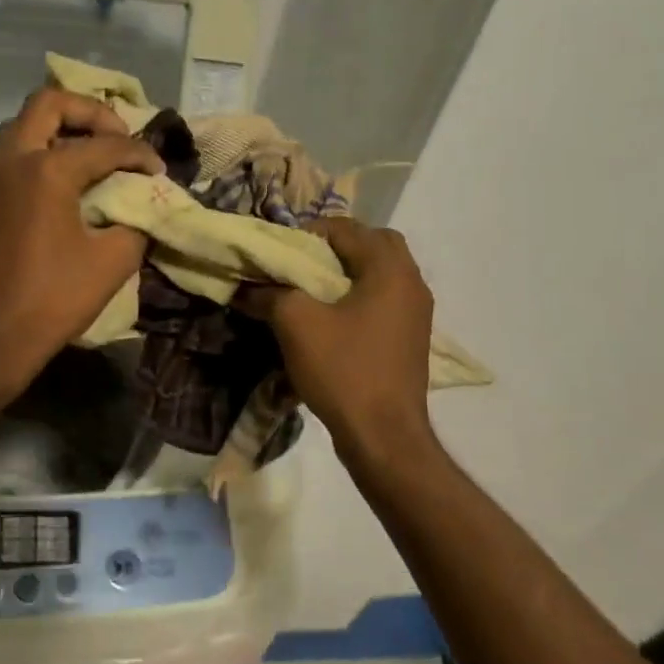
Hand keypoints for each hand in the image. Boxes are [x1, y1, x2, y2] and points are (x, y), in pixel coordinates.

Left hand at [0, 88, 162, 397]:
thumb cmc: (52, 299)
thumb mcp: (112, 261)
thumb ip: (136, 224)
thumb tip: (143, 209)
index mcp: (47, 169)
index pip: (105, 144)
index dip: (139, 154)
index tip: (160, 172)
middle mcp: (14, 159)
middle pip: (49, 104)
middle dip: (90, 112)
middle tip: (118, 137)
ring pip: (25, 125)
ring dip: (61, 128)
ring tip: (94, 154)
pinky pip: (15, 153)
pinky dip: (43, 150)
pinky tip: (68, 181)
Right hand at [241, 218, 437, 461]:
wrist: (384, 435)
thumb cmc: (343, 370)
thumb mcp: (296, 324)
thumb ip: (270, 294)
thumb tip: (246, 287)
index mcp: (389, 269)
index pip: (348, 228)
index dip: (310, 232)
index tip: (281, 251)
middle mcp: (411, 282)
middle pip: (374, 244)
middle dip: (336, 248)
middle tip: (302, 263)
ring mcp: (417, 312)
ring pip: (381, 273)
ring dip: (349, 273)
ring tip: (312, 291)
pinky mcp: (411, 338)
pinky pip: (384, 300)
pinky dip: (359, 297)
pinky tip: (332, 319)